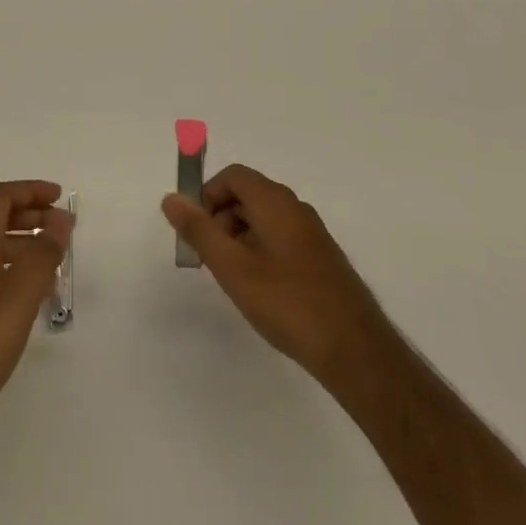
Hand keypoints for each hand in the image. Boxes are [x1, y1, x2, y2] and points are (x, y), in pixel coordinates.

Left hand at [0, 181, 71, 477]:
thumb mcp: (18, 295)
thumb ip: (42, 255)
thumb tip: (59, 222)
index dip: (30, 191)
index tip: (60, 197)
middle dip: (31, 216)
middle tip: (64, 229)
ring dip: (25, 247)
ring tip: (56, 265)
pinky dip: (14, 274)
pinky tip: (31, 301)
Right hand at [161, 165, 393, 393]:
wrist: (354, 349)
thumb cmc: (287, 302)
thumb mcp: (232, 267)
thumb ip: (199, 230)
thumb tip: (171, 198)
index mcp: (274, 201)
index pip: (233, 176)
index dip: (207, 195)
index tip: (195, 231)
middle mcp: (295, 208)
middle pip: (247, 194)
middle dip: (220, 217)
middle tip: (208, 257)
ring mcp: (312, 233)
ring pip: (264, 218)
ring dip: (239, 236)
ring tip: (231, 276)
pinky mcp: (321, 257)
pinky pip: (280, 237)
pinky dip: (259, 249)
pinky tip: (259, 288)